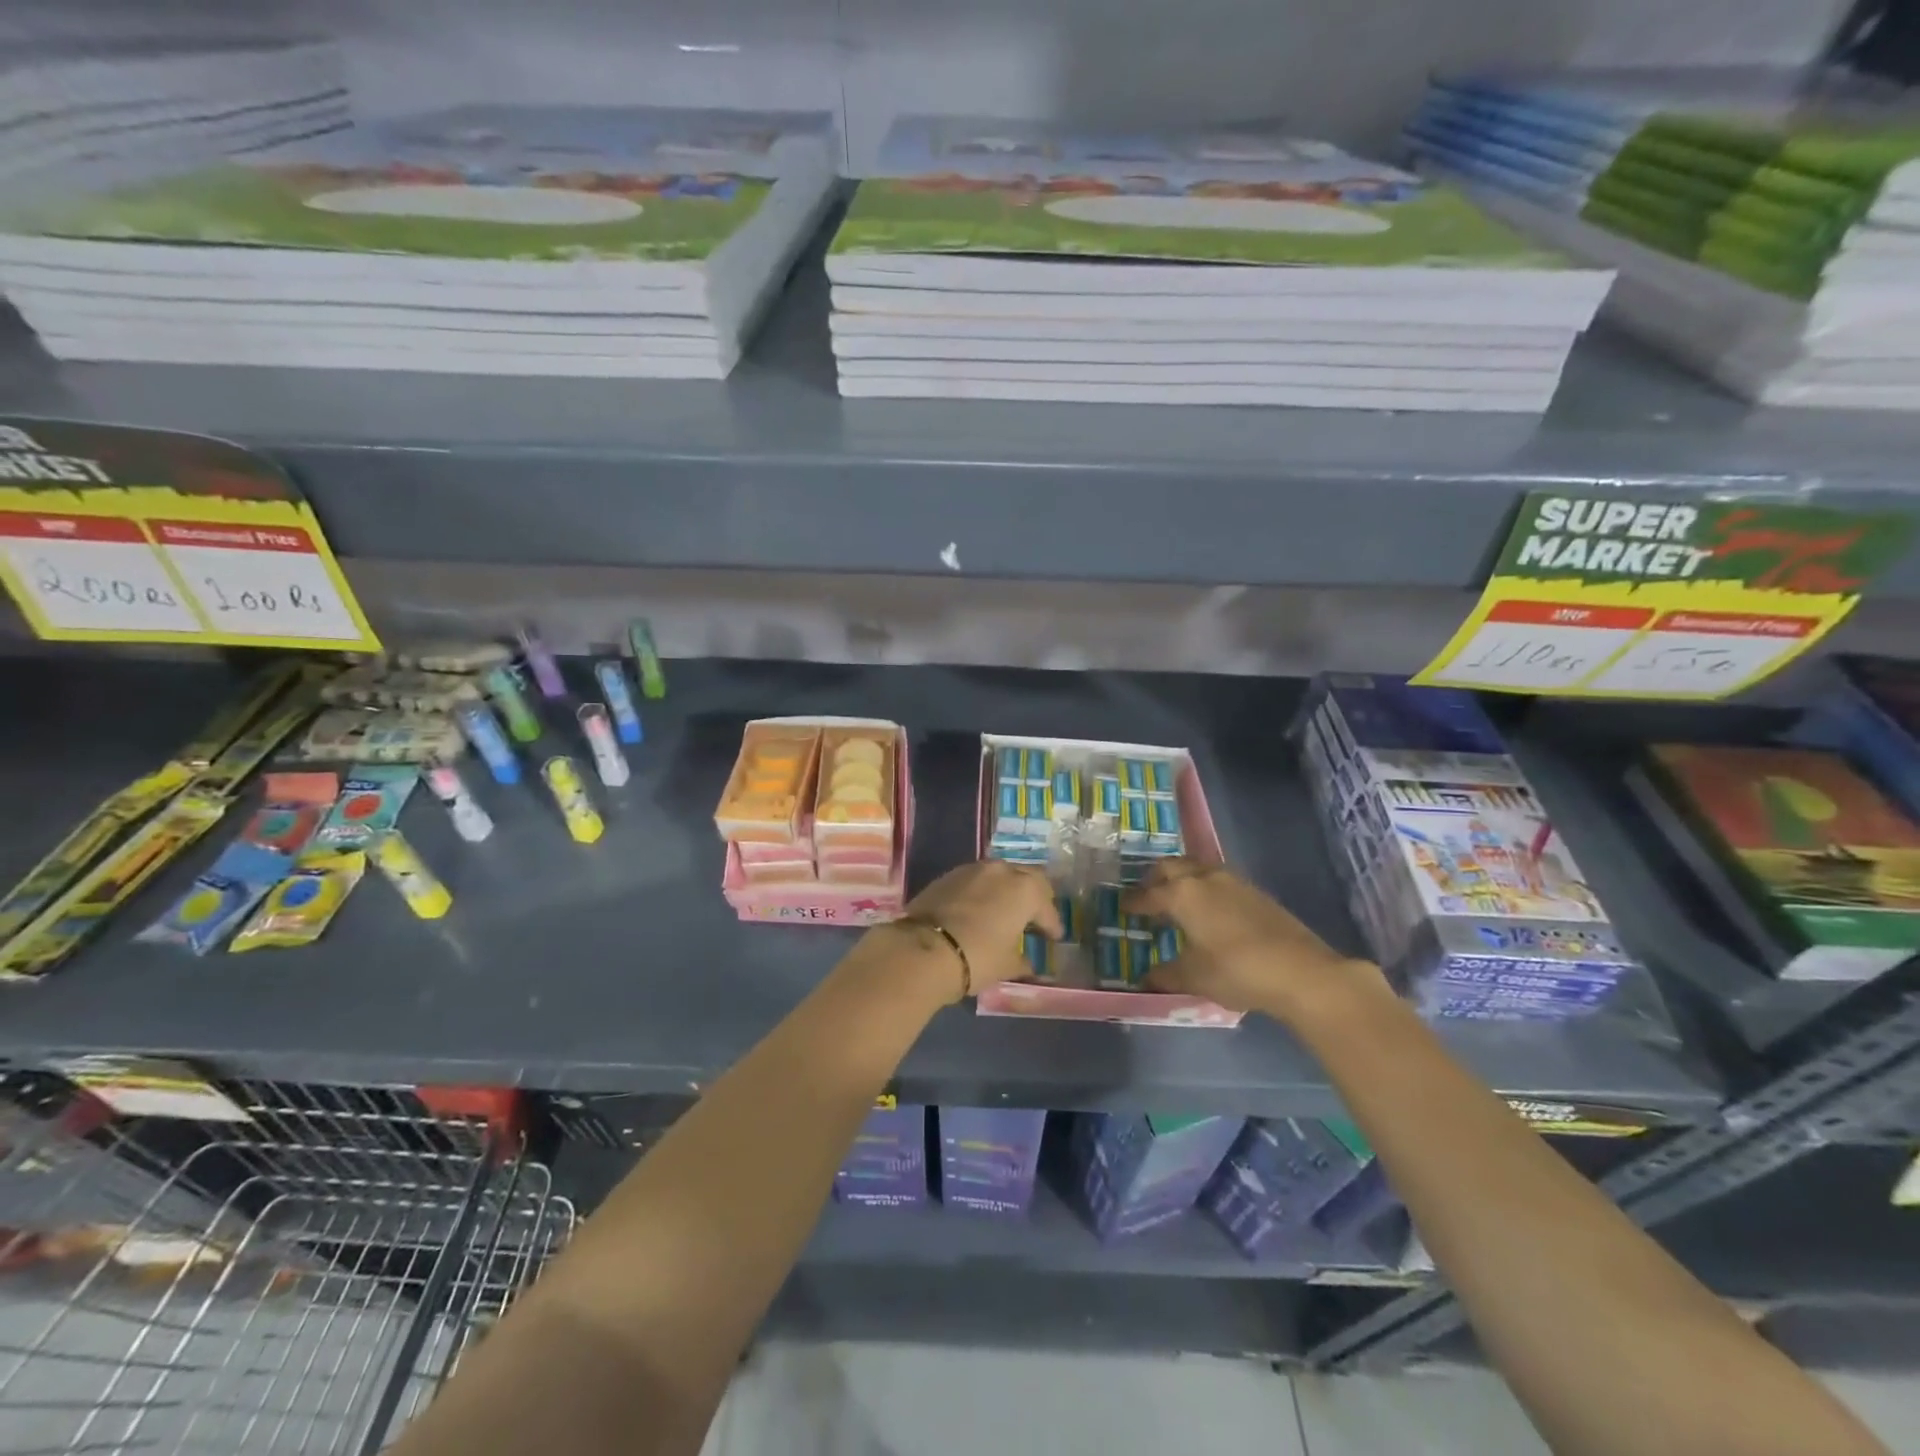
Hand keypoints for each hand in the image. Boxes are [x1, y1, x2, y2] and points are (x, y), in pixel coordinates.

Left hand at [880, 860, 1063, 996]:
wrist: (923, 949)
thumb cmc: (977, 957)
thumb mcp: (1006, 965)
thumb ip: (1022, 961)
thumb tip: (1028, 963)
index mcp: (1024, 890)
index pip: (1046, 907)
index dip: (1052, 924)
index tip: (1053, 937)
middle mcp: (1001, 871)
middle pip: (1028, 877)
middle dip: (1035, 896)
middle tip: (1035, 916)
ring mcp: (972, 869)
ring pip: (999, 874)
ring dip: (1006, 890)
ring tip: (1005, 911)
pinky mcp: (948, 875)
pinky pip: (975, 880)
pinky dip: (983, 892)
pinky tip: (979, 909)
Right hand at [1123, 859, 1384, 1021]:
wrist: (1301, 971)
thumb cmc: (1236, 971)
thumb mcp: (1194, 977)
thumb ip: (1166, 974)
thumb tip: (1148, 977)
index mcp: (1182, 895)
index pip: (1148, 894)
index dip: (1134, 902)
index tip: (1123, 907)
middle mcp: (1204, 879)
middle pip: (1171, 867)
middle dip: (1155, 878)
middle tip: (1147, 894)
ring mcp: (1233, 882)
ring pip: (1198, 868)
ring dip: (1183, 878)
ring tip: (1178, 900)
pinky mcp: (1256, 892)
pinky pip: (1219, 880)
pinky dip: (1205, 887)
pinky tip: (1210, 911)